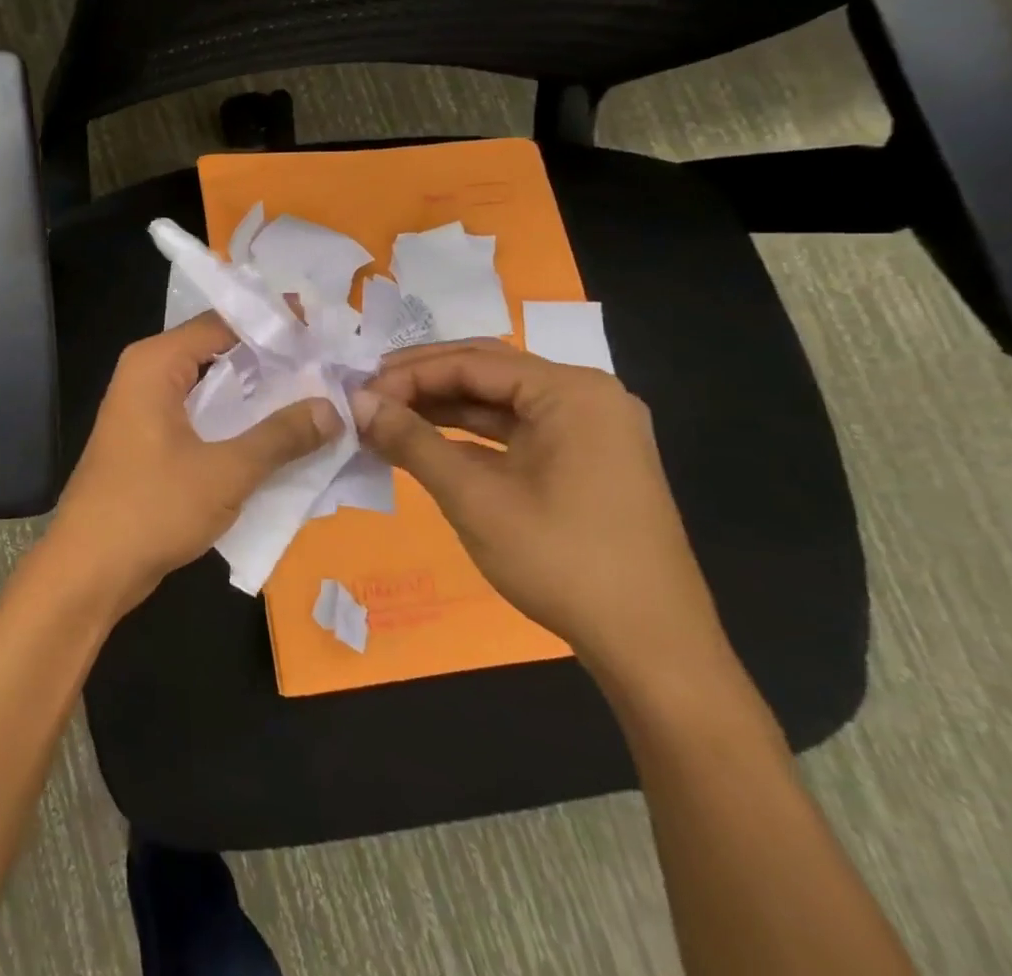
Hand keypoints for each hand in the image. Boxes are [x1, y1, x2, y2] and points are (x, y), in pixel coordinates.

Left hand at [48, 312, 340, 618]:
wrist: (89, 568)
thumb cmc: (151, 508)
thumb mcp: (225, 472)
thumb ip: (280, 437)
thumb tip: (334, 408)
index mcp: (155, 363)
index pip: (221, 323)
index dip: (271, 323)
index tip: (321, 329)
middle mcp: (146, 374)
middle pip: (216, 351)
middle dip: (269, 359)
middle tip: (327, 364)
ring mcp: (144, 408)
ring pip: (209, 386)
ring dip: (254, 394)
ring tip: (315, 396)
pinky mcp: (148, 439)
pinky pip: (198, 415)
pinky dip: (234, 421)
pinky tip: (275, 436)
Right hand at [351, 341, 730, 685]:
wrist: (654, 649)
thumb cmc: (563, 562)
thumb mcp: (475, 498)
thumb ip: (412, 442)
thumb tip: (358, 403)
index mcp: (572, 392)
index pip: (471, 363)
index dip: (408, 375)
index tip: (358, 394)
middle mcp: (586, 397)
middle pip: (487, 371)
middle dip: (423, 381)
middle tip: (368, 396)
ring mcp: (591, 429)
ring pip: (499, 400)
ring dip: (442, 407)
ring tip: (386, 417)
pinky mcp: (586, 460)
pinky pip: (516, 429)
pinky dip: (469, 434)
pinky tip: (427, 442)